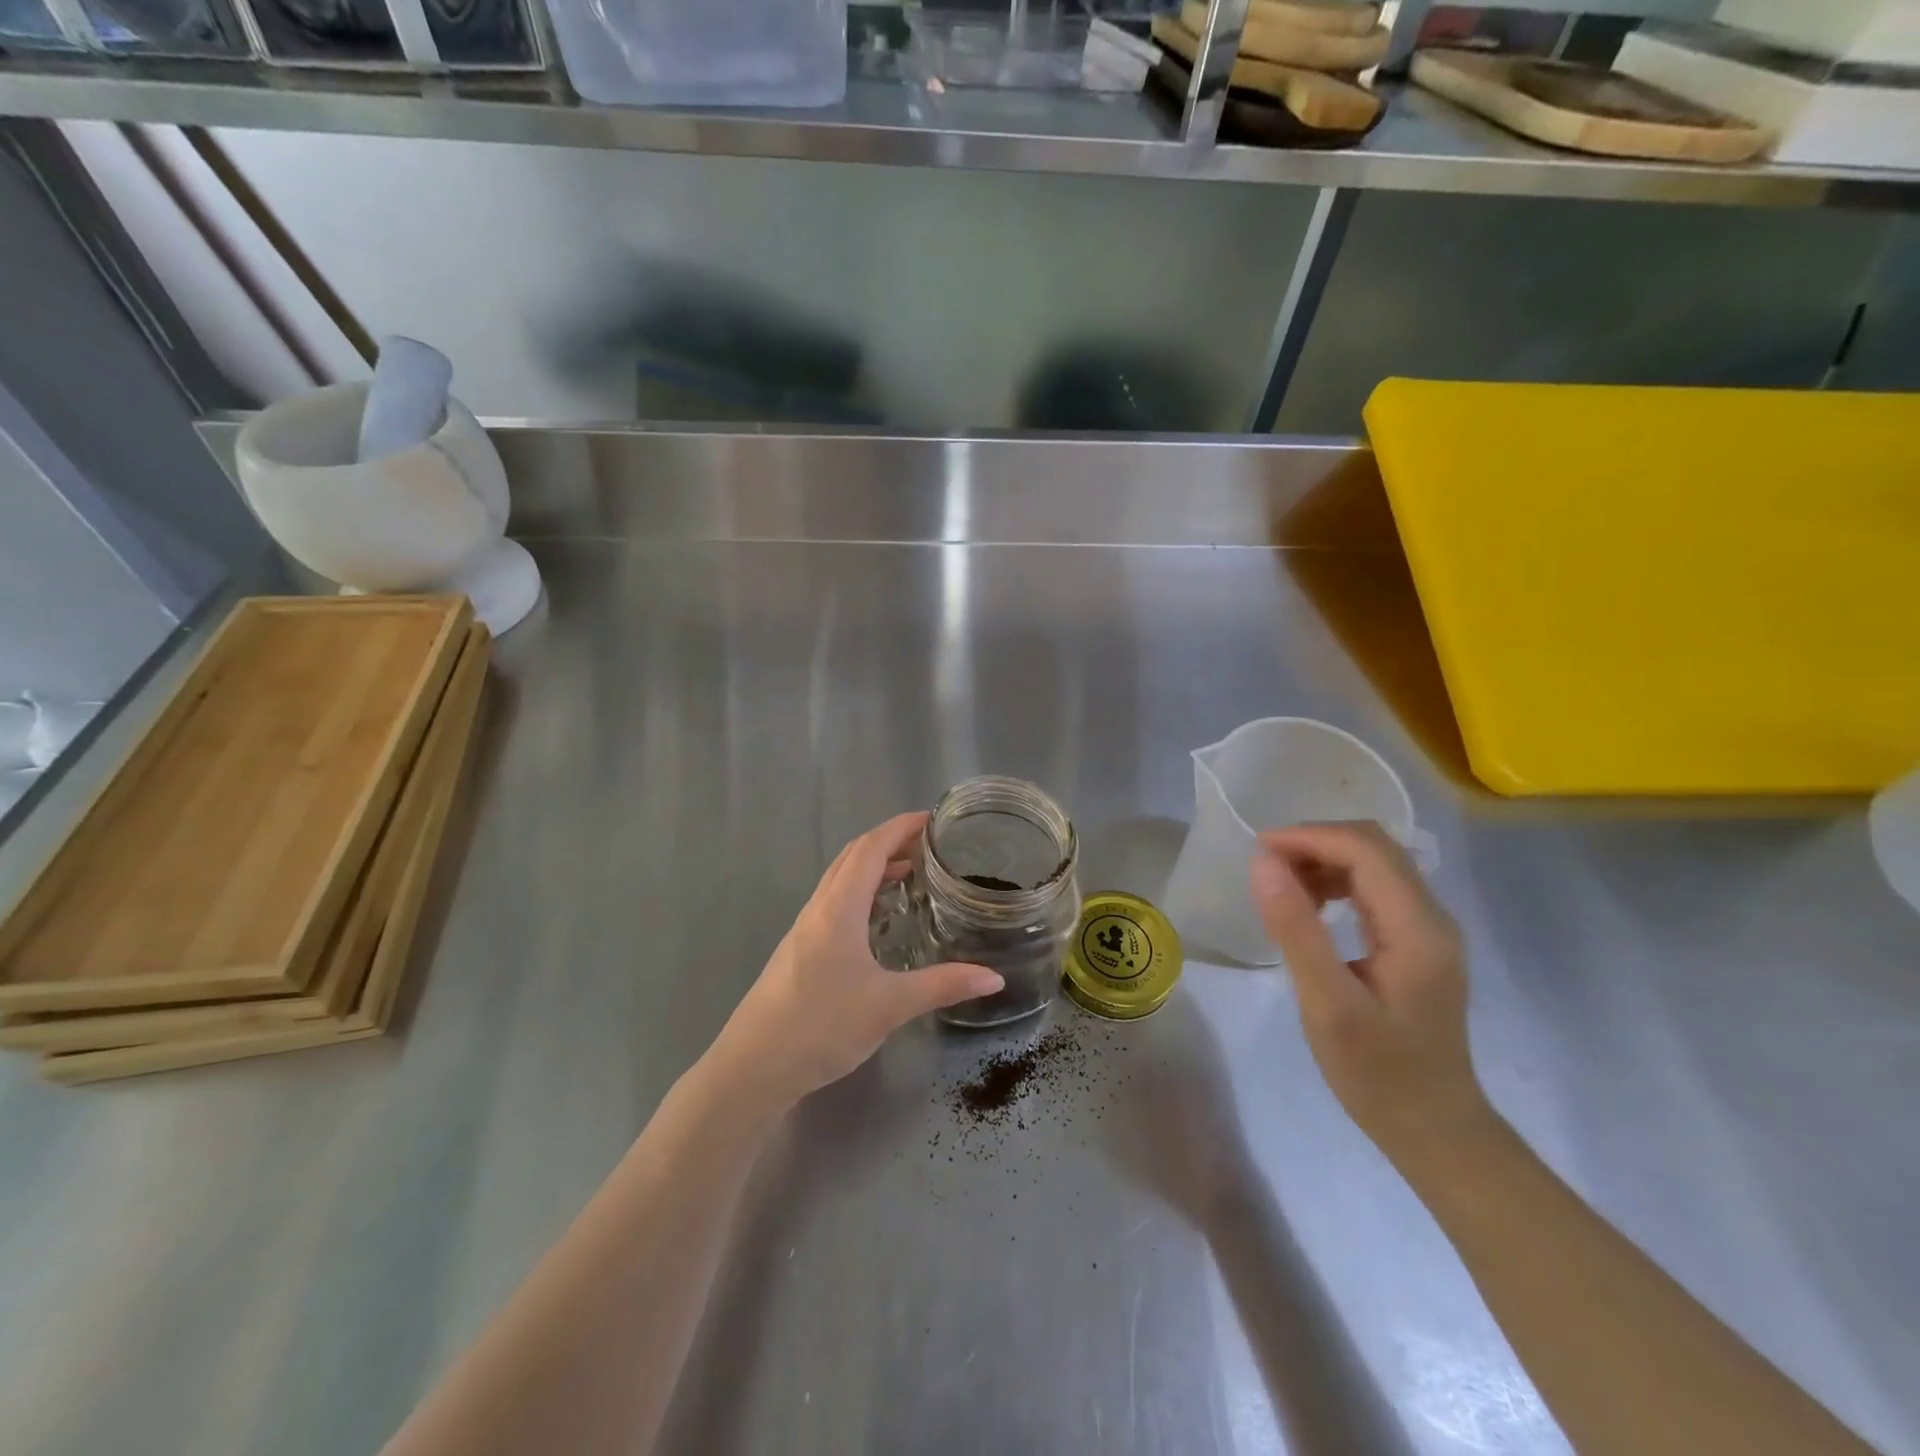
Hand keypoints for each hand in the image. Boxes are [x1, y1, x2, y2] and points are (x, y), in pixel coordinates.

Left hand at [712, 812, 1004, 1112]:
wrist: (752, 1067)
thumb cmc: (820, 1026)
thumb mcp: (889, 1006)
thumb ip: (943, 986)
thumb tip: (994, 979)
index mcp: (839, 908)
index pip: (870, 848)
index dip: (900, 827)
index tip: (932, 818)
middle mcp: (819, 909)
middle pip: (853, 857)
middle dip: (890, 841)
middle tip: (929, 845)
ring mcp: (804, 929)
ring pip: (841, 880)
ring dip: (874, 868)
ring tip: (911, 875)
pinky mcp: (799, 950)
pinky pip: (834, 903)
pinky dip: (861, 893)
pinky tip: (878, 921)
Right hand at [1250, 822, 1491, 1166]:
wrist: (1434, 1130)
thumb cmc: (1377, 1074)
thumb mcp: (1327, 1004)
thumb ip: (1295, 929)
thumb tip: (1263, 864)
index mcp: (1417, 928)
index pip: (1366, 849)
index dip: (1309, 837)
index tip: (1258, 852)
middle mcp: (1432, 917)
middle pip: (1375, 847)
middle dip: (1315, 844)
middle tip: (1266, 869)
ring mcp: (1429, 930)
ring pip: (1376, 864)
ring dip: (1324, 861)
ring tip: (1281, 889)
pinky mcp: (1418, 943)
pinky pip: (1376, 889)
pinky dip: (1337, 883)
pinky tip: (1310, 909)